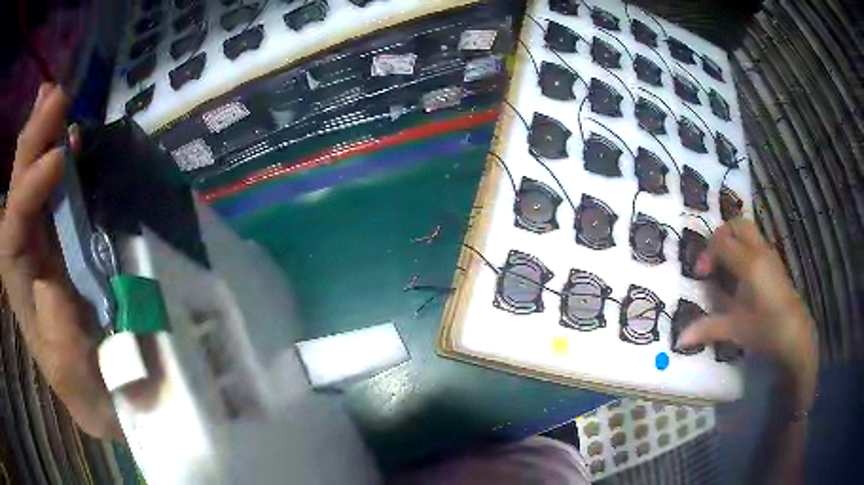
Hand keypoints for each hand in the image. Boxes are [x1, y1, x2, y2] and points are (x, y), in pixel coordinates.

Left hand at [0, 84, 120, 438]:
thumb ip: (63, 354)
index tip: (57, 159)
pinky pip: (54, 192)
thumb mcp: (85, 396)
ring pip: (31, 185)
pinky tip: (70, 135)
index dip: (27, 194)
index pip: (12, 237)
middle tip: (52, 96)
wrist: (116, 397)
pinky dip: (61, 158)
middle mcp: (27, 265)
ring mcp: (44, 248)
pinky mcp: (64, 240)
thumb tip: (49, 286)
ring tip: (55, 96)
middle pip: (17, 197)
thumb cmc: (100, 400)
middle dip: (29, 146)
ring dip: (41, 139)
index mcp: (26, 302)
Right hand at [677, 218, 817, 411]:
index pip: (722, 241)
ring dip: (733, 241)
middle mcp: (759, 251)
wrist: (796, 334)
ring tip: (725, 266)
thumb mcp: (736, 330)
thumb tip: (679, 339)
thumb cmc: (766, 329)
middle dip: (720, 236)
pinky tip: (741, 275)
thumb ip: (708, 328)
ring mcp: (769, 254)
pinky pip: (755, 243)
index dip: (706, 253)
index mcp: (749, 264)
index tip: (701, 274)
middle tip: (713, 260)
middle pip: (737, 224)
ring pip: (748, 231)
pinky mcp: (775, 262)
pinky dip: (743, 248)